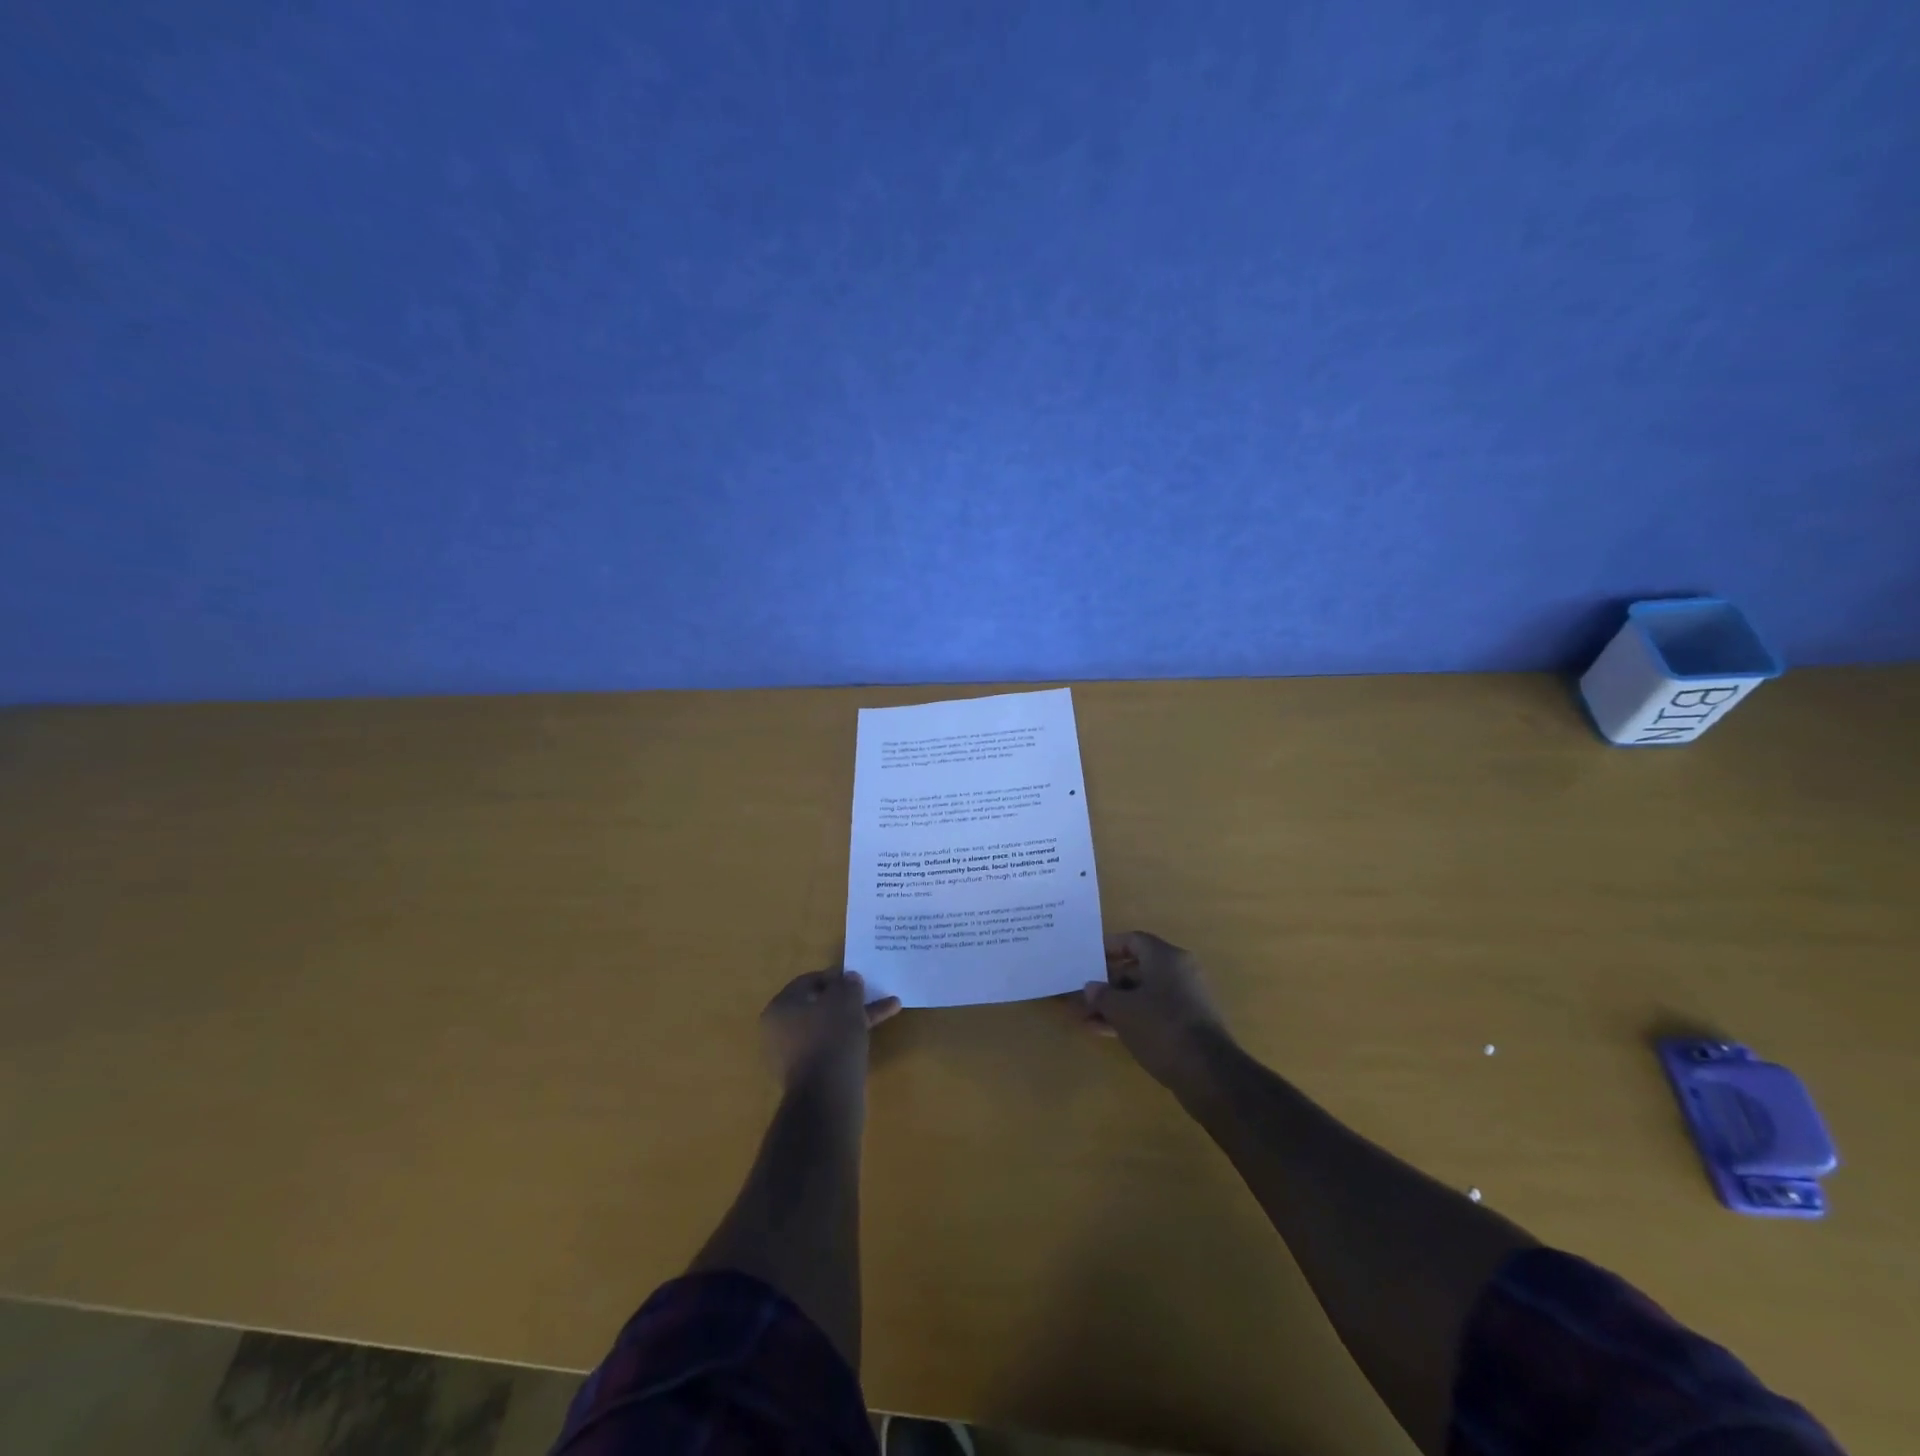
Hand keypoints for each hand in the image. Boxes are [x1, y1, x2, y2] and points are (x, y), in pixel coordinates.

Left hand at [762, 968, 900, 1092]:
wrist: (827, 1097)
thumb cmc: (831, 1037)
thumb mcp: (845, 1000)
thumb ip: (848, 984)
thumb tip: (849, 979)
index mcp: (780, 1007)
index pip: (809, 981)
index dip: (836, 975)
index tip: (859, 978)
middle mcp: (780, 1030)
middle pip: (820, 1005)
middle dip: (851, 998)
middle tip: (873, 992)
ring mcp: (794, 1055)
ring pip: (830, 1026)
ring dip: (857, 1016)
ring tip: (889, 1008)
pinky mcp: (809, 1075)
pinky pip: (831, 1047)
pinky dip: (851, 1038)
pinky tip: (873, 1035)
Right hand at [1083, 931, 1233, 1090]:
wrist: (1209, 1073)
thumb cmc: (1161, 1028)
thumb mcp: (1122, 1010)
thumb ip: (1102, 995)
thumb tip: (1092, 988)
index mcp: (1166, 957)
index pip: (1133, 940)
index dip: (1108, 947)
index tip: (1088, 959)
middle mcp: (1180, 971)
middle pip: (1137, 969)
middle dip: (1108, 984)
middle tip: (1084, 997)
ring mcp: (1187, 999)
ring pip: (1144, 994)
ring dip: (1117, 1005)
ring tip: (1088, 1020)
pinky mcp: (1190, 1024)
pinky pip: (1155, 1012)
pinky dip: (1133, 1018)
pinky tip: (1108, 1033)